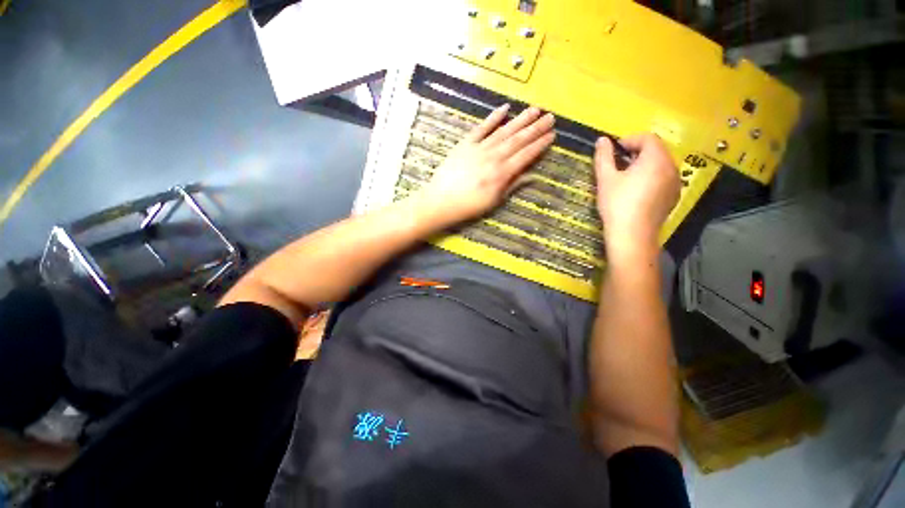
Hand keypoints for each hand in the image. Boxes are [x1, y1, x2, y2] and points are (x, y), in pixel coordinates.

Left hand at [416, 104, 555, 226]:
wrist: (441, 201)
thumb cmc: (468, 206)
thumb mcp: (493, 201)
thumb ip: (512, 186)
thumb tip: (533, 177)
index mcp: (501, 174)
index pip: (525, 155)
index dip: (540, 145)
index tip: (552, 135)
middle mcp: (493, 157)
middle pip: (518, 140)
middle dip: (535, 128)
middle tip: (550, 117)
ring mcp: (479, 148)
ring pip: (503, 131)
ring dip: (520, 120)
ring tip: (534, 110)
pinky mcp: (465, 144)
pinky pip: (481, 128)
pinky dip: (493, 118)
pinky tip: (504, 108)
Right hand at [594, 134, 679, 260]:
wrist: (632, 235)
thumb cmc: (617, 204)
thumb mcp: (606, 179)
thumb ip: (604, 157)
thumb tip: (601, 140)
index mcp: (656, 159)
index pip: (648, 138)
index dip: (629, 140)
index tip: (614, 151)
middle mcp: (671, 167)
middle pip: (656, 151)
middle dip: (636, 153)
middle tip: (617, 164)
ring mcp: (675, 183)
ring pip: (661, 165)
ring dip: (644, 165)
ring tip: (626, 178)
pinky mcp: (673, 197)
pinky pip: (664, 179)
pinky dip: (651, 178)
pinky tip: (637, 192)